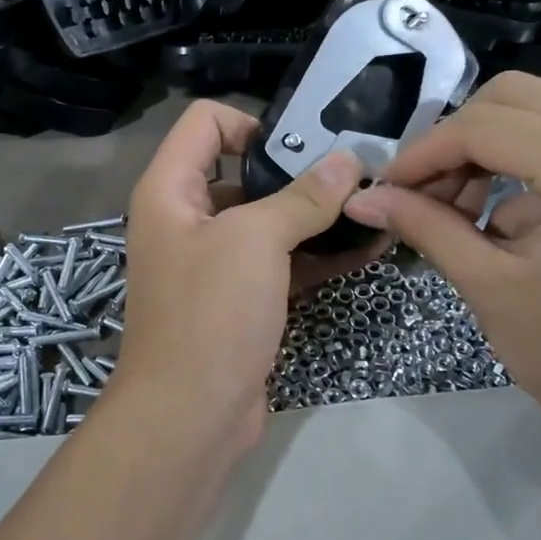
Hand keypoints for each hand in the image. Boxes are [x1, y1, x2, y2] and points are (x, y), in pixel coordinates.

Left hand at [106, 101, 368, 455]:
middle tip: (353, 173)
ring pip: (266, 220)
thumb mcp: (256, 241)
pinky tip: (366, 248)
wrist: (191, 416)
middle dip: (296, 170)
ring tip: (371, 205)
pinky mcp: (239, 299)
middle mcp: (185, 219)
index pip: (205, 123)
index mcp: (169, 190)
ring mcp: (213, 262)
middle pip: (240, 170)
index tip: (301, 147)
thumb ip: (303, 196)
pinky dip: (316, 253)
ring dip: (314, 214)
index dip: (252, 123)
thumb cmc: (211, 313)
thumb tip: (347, 159)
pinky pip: (279, 261)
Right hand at [344, 74, 540, 468]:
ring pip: (537, 109)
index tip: (385, 189)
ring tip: (456, 210)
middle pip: (512, 98)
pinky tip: (499, 218)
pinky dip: (519, 163)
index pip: (485, 127)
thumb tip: (361, 197)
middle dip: (454, 142)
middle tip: (422, 195)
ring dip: (484, 149)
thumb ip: (424, 226)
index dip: (423, 154)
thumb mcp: (489, 287)